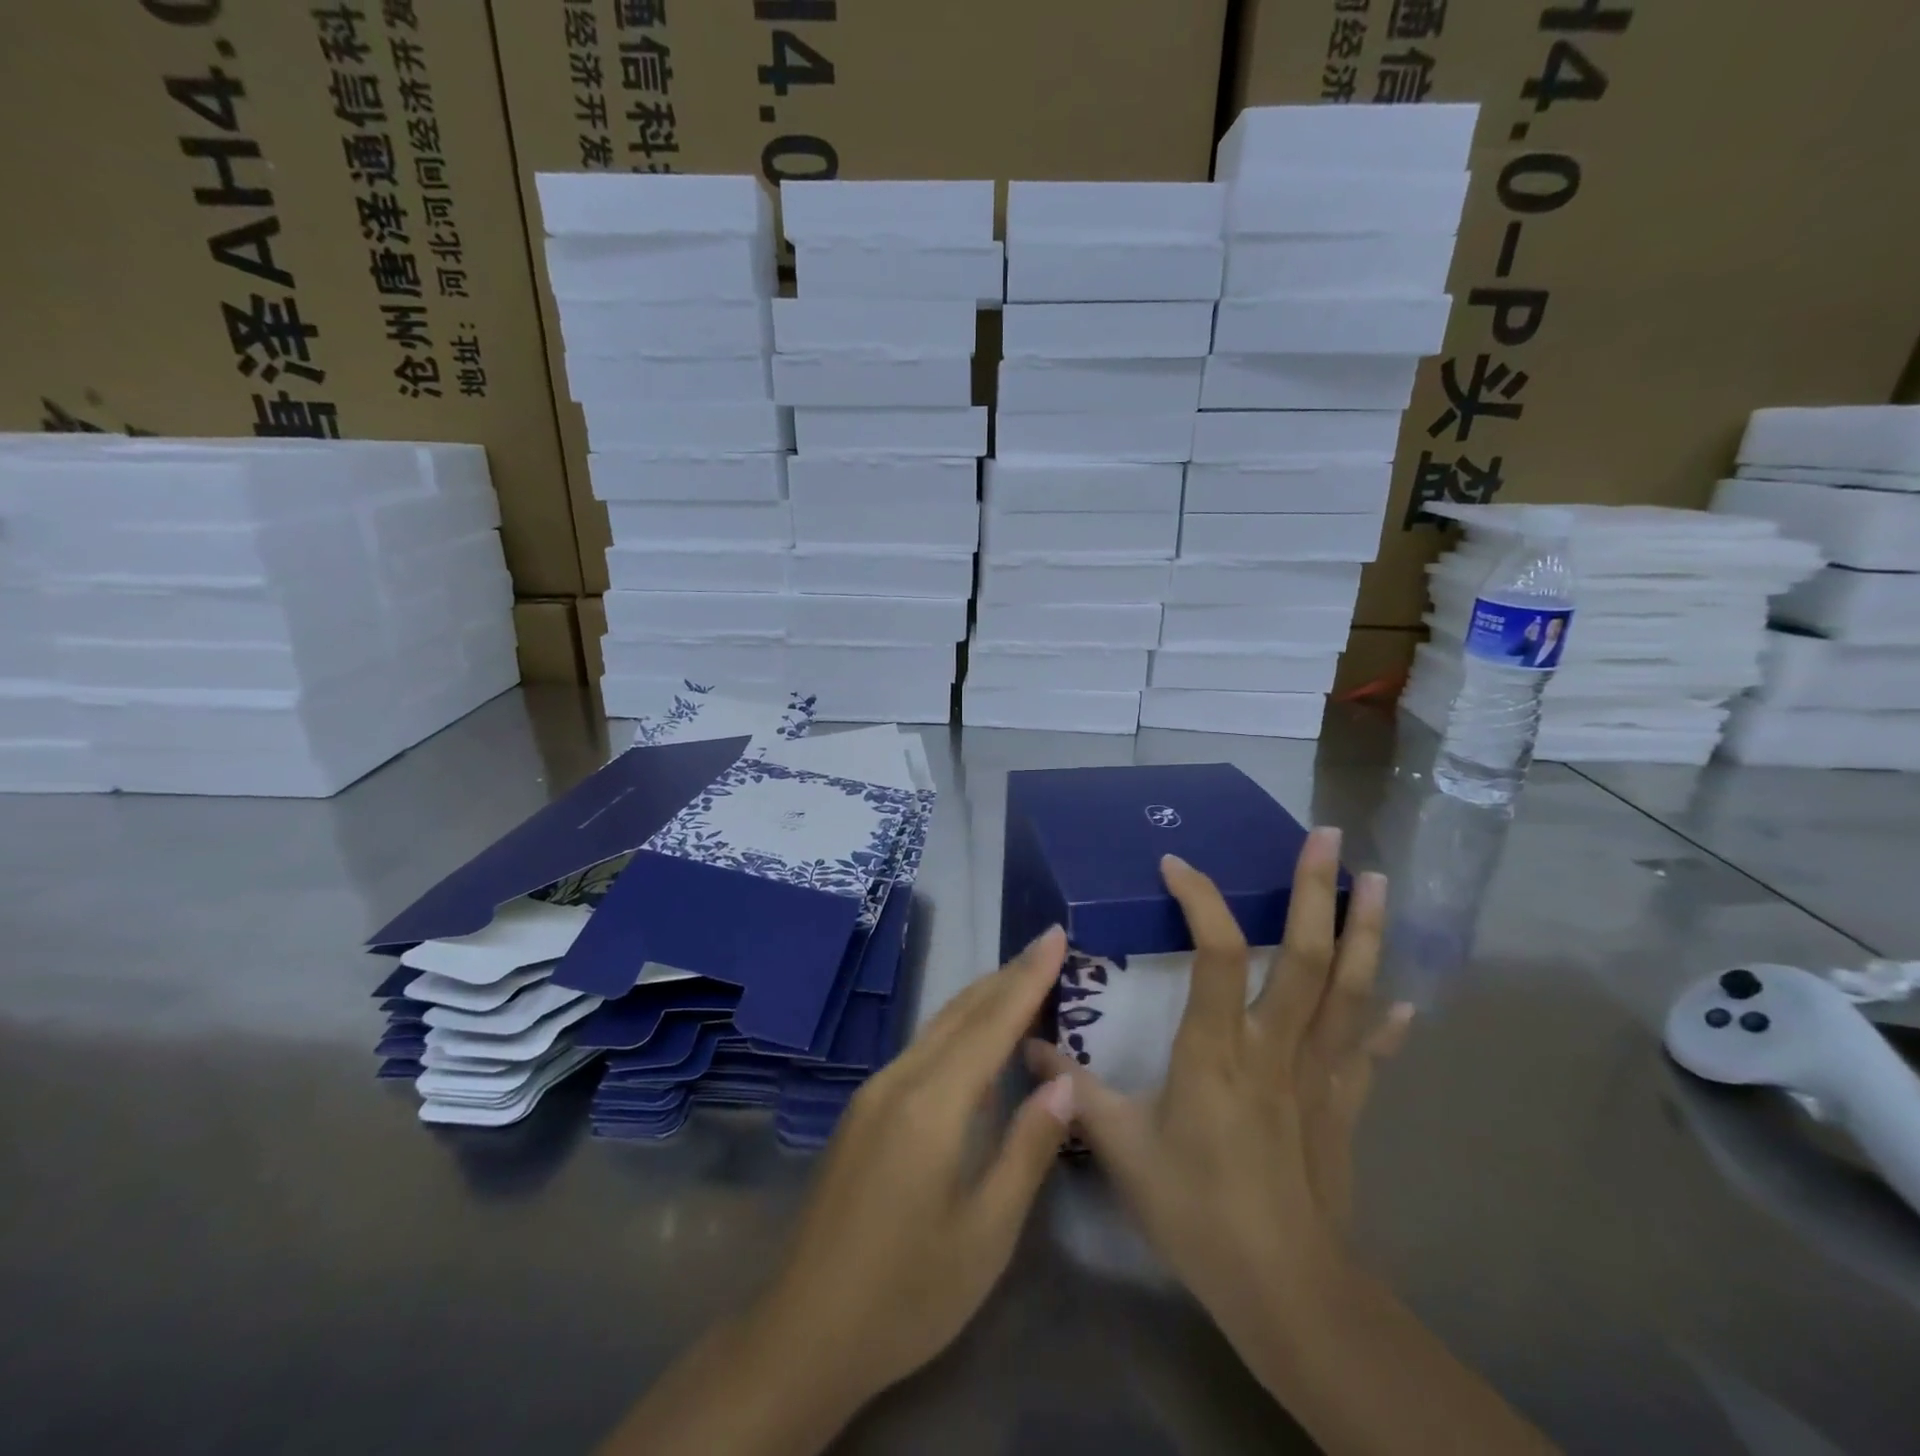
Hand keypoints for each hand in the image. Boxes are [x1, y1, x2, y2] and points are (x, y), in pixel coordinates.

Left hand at [602, 929, 1076, 1454]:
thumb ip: (1027, 1148)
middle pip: (961, 1012)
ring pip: (937, 1027)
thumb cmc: (907, 1293)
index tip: (1056, 934)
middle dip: (1007, 976)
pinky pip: (921, 1050)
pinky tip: (975, 1040)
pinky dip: (958, 1029)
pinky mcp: (863, 1111)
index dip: (1029, 977)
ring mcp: (874, 1093)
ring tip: (1021, 980)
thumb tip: (1064, 1082)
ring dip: (982, 999)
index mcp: (932, 1104)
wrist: (804, 1332)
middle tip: (1047, 946)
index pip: (992, 1023)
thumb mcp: (986, 1234)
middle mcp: (898, 1080)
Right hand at [1027, 827, 1409, 1358]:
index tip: (1176, 863)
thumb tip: (1025, 1048)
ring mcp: (1318, 1073)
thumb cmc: (1197, 1211)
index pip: (1219, 953)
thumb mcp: (1120, 1147)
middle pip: (1308, 955)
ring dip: (1368, 932)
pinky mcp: (1344, 1104)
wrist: (1286, 1292)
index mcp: (1218, 1049)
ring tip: (1380, 882)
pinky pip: (1370, 1052)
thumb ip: (1074, 1090)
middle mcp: (1276, 1046)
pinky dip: (1389, 1022)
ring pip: (1351, 989)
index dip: (1201, 900)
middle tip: (1329, 835)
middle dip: (1318, 890)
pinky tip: (1408, 1000)